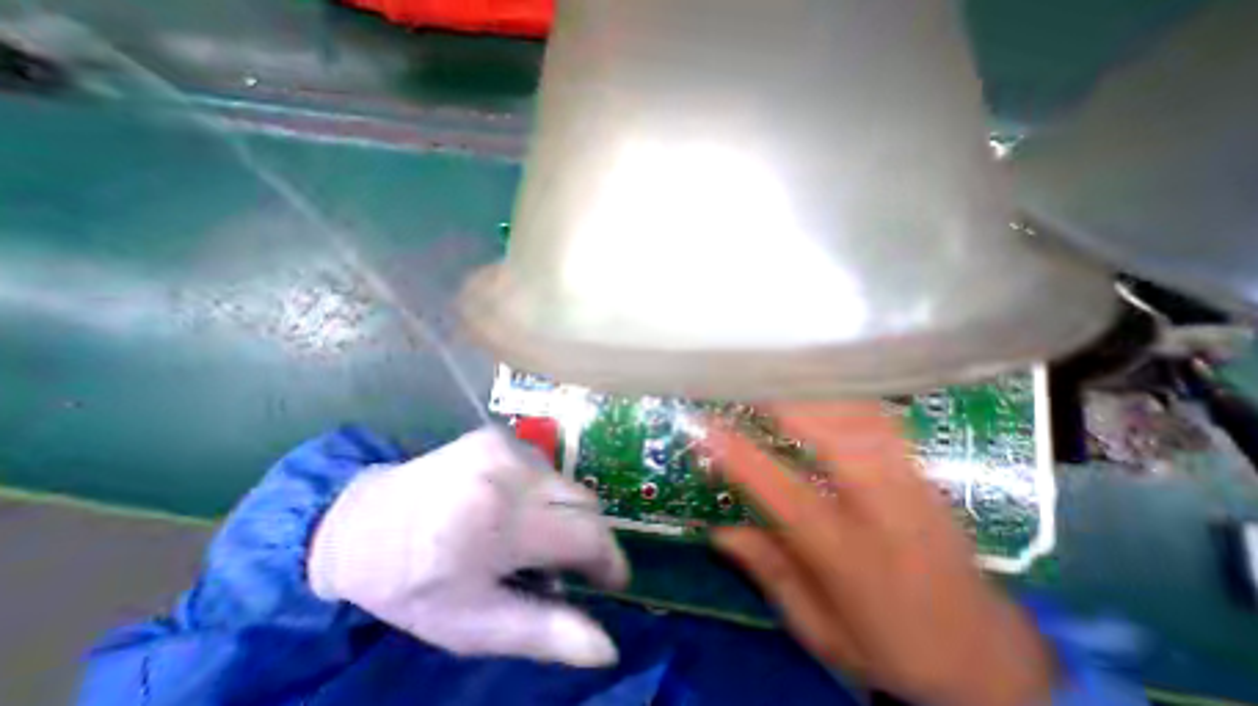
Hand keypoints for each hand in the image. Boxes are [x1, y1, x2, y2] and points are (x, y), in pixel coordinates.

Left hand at [305, 424, 629, 666]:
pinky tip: (512, 503)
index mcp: (503, 524)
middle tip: (566, 562)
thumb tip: (606, 649)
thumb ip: (543, 631)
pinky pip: (544, 464)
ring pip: (566, 482)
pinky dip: (542, 488)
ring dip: (562, 510)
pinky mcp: (499, 433)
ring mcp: (506, 446)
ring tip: (530, 532)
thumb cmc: (414, 583)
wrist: (362, 522)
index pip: (587, 535)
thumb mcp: (472, 623)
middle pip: (586, 501)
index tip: (611, 581)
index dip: (609, 559)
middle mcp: (512, 473)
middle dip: (587, 535)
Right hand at [713, 403, 1052, 705]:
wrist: (992, 661)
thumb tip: (718, 530)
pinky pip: (884, 420)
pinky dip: (846, 398)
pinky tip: (822, 389)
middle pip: (838, 440)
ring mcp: (915, 487)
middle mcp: (887, 514)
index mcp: (851, 559)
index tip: (705, 427)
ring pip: (864, 421)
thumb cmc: (891, 649)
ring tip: (777, 380)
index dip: (741, 457)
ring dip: (815, 395)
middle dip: (787, 405)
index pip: (786, 495)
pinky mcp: (927, 475)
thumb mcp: (819, 630)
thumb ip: (769, 573)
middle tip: (746, 386)